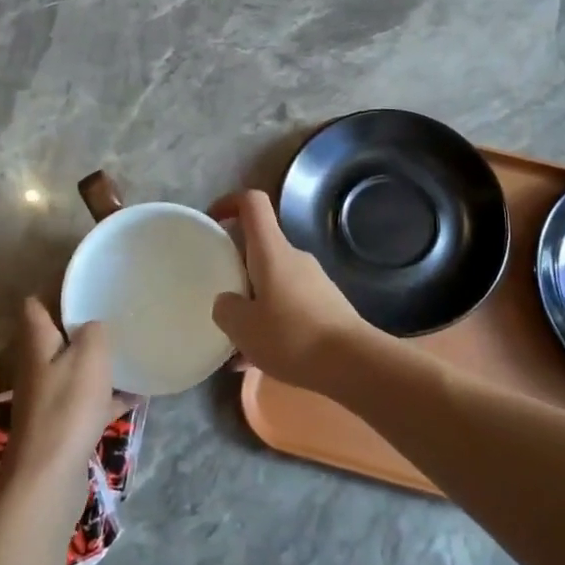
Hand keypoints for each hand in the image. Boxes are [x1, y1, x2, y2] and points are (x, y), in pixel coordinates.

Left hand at [6, 298, 119, 488]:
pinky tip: (138, 393)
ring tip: (131, 347)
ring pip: (75, 369)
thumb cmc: (67, 407)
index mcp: (38, 344)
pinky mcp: (63, 426)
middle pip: (57, 337)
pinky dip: (110, 396)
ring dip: (98, 361)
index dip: (54, 289)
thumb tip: (95, 325)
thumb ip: (94, 330)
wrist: (49, 479)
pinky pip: (90, 401)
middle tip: (115, 310)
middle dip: (82, 324)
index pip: (35, 305)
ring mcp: (49, 399)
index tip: (85, 279)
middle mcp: (38, 368)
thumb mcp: (89, 355)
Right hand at [208, 189, 378, 395]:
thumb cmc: (292, 336)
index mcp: (272, 251)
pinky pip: (288, 306)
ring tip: (235, 342)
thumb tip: (227, 301)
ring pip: (272, 282)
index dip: (229, 203)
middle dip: (236, 267)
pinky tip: (257, 359)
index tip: (212, 221)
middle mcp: (294, 257)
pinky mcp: (325, 306)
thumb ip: (226, 309)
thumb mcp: (243, 327)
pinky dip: (270, 323)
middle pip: (259, 247)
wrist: (352, 362)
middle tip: (218, 296)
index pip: (252, 203)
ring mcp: (313, 281)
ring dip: (252, 303)